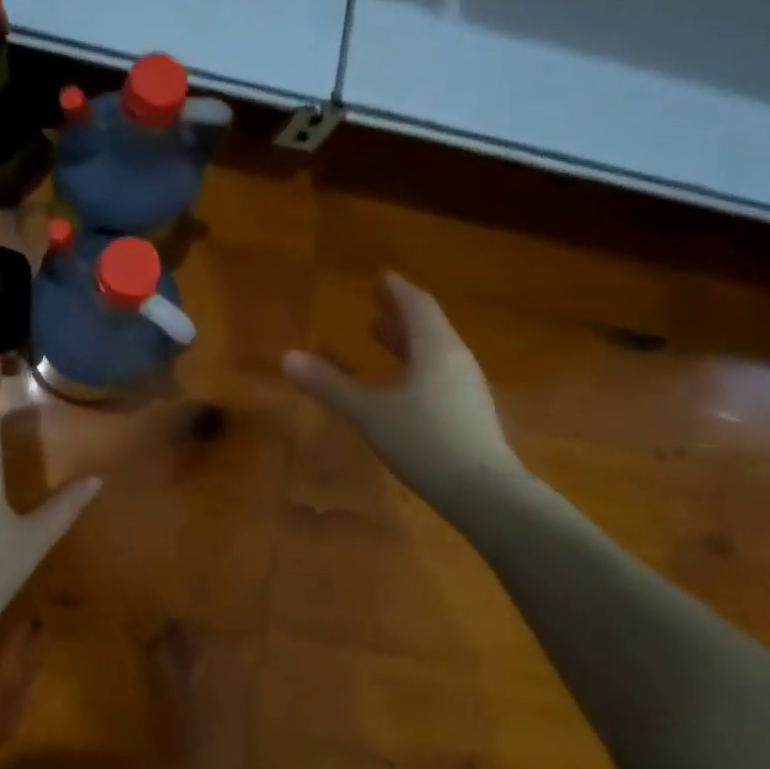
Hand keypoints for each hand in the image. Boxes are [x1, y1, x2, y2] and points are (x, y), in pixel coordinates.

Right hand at [282, 272, 523, 507]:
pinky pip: (439, 373)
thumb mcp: (369, 412)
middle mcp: (456, 359)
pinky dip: (416, 365)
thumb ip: (329, 384)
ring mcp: (466, 387)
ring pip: (434, 351)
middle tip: (376, 302)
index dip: (397, 289)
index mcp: (435, 348)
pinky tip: (402, 384)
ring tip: (381, 335)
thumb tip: (286, 357)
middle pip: (428, 325)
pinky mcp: (469, 413)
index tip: (381, 276)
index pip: (417, 305)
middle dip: (400, 312)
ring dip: (407, 339)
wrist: (483, 492)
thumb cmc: (424, 441)